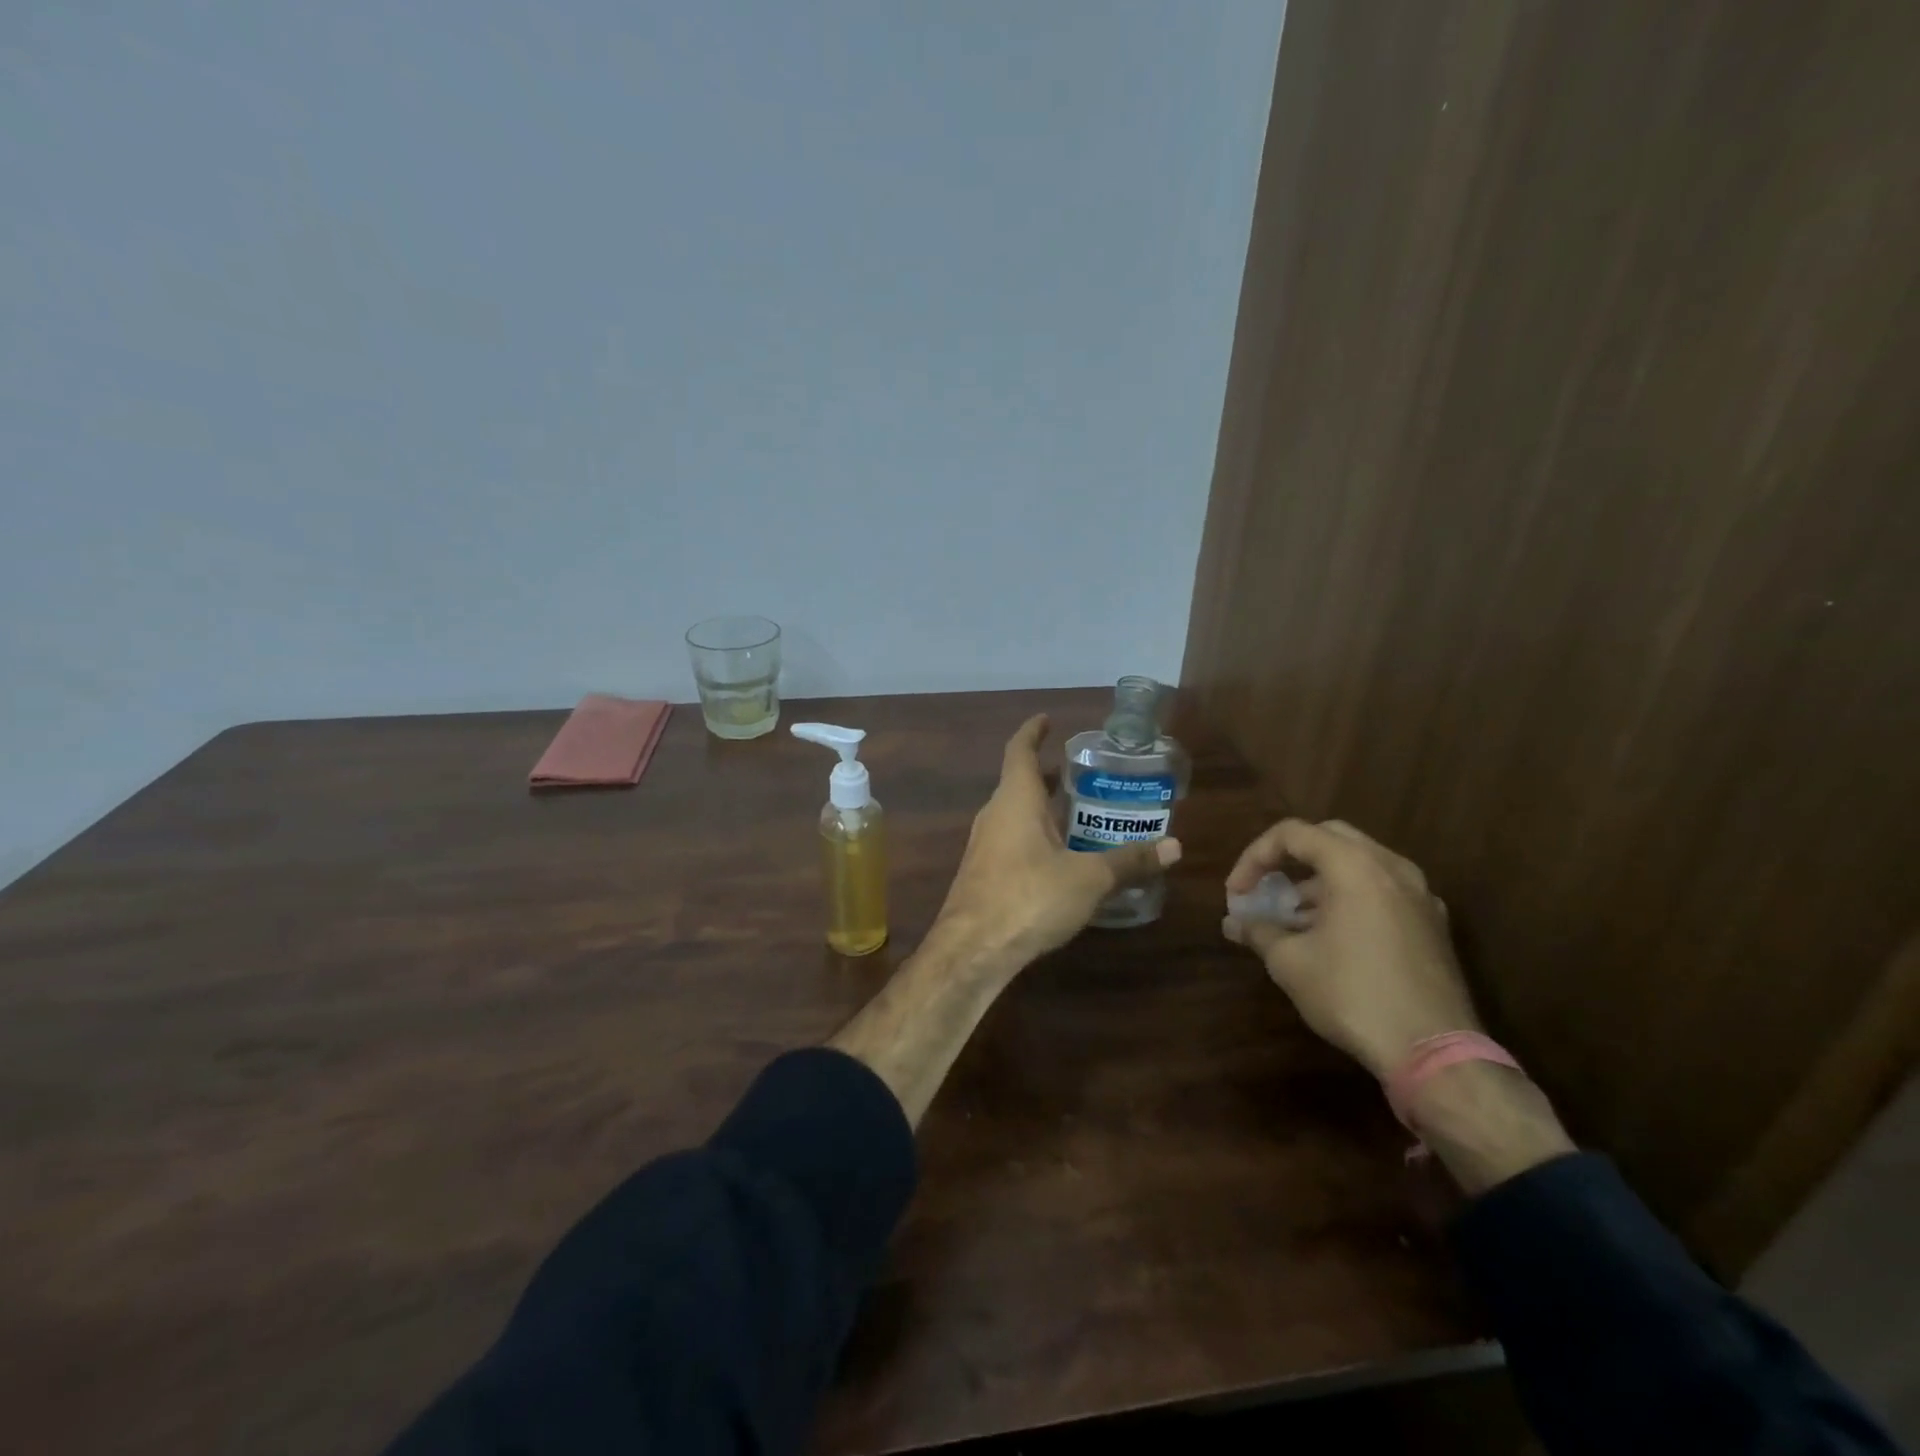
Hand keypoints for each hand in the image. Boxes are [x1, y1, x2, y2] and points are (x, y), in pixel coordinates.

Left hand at [931, 715, 1181, 968]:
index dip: (1033, 732)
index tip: (1046, 719)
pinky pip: (1012, 842)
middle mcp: (995, 815)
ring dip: (1043, 809)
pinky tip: (1061, 860)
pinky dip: (1037, 838)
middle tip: (1083, 775)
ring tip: (1080, 814)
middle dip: (1049, 776)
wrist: (972, 950)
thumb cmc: (1029, 897)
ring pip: (1016, 815)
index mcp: (1015, 800)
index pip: (1020, 751)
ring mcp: (984, 846)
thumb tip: (1174, 847)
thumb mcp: (1088, 878)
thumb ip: (1128, 861)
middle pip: (1020, 783)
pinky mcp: (983, 874)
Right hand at [1222, 818, 1478, 1079]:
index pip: (1292, 834)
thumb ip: (1259, 931)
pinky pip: (1382, 891)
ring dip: (1319, 881)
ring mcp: (1419, 895)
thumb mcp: (1290, 962)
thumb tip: (1235, 923)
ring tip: (1291, 918)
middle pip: (1329, 838)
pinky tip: (1330, 936)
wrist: (1433, 1052)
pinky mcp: (1432, 924)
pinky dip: (1349, 898)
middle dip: (1289, 858)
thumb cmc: (1352, 995)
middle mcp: (1392, 868)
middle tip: (1266, 887)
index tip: (1237, 893)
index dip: (1254, 857)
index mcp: (1355, 866)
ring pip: (1359, 865)